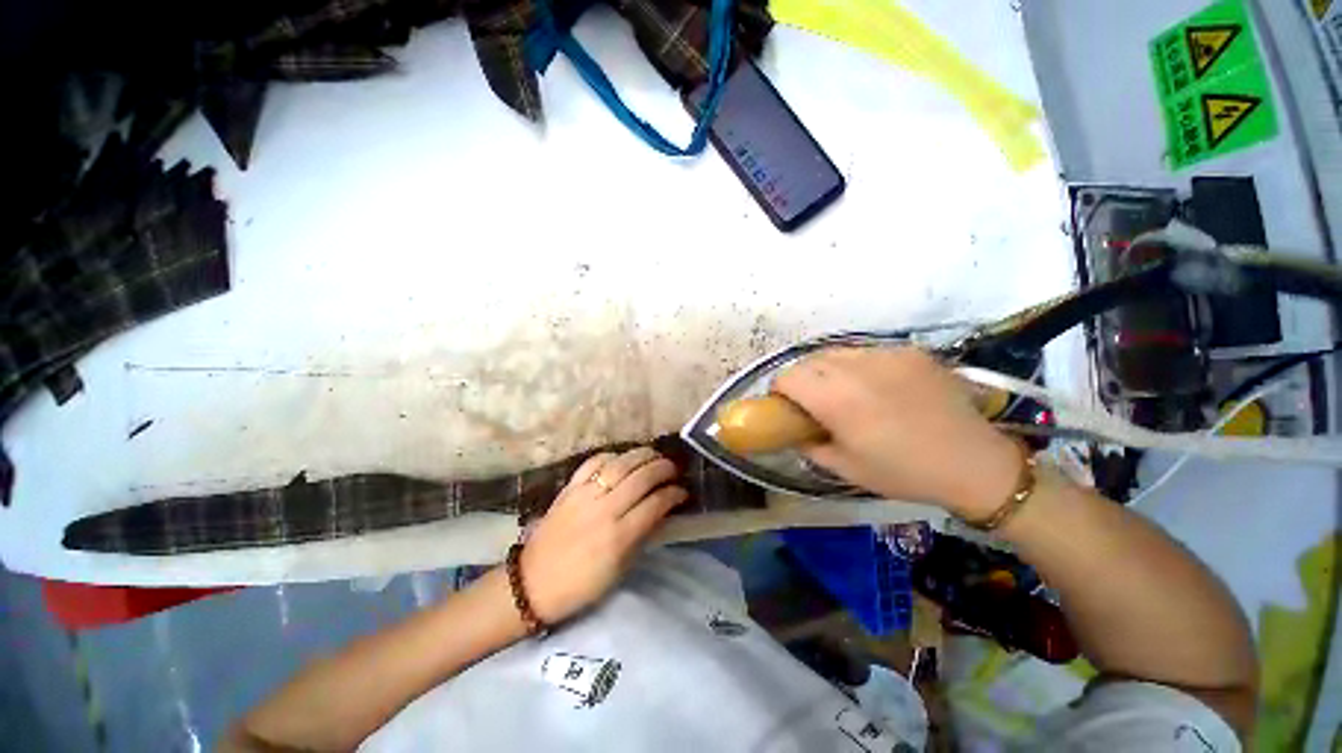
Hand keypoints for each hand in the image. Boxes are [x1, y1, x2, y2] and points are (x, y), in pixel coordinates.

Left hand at [519, 447, 686, 624]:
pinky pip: (593, 462)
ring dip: (642, 455)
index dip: (674, 494)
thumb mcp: (620, 569)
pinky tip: (621, 458)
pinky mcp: (569, 488)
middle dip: (663, 468)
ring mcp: (585, 495)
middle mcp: (604, 509)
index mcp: (619, 536)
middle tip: (673, 468)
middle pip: (641, 477)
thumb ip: (642, 535)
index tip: (683, 491)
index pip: (655, 503)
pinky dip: (611, 455)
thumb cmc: (582, 584)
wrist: (533, 582)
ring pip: (620, 464)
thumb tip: (661, 510)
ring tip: (654, 455)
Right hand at [773, 347, 1021, 518]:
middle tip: (814, 402)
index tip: (787, 406)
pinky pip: (866, 351)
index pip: (788, 377)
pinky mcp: (908, 351)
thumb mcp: (845, 468)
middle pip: (808, 361)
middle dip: (802, 379)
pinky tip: (876, 387)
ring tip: (845, 392)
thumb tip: (794, 432)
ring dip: (828, 370)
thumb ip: (809, 446)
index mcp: (836, 399)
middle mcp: (856, 368)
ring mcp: (885, 354)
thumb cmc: (903, 472)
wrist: (974, 462)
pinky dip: (858, 366)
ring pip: (835, 352)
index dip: (780, 391)